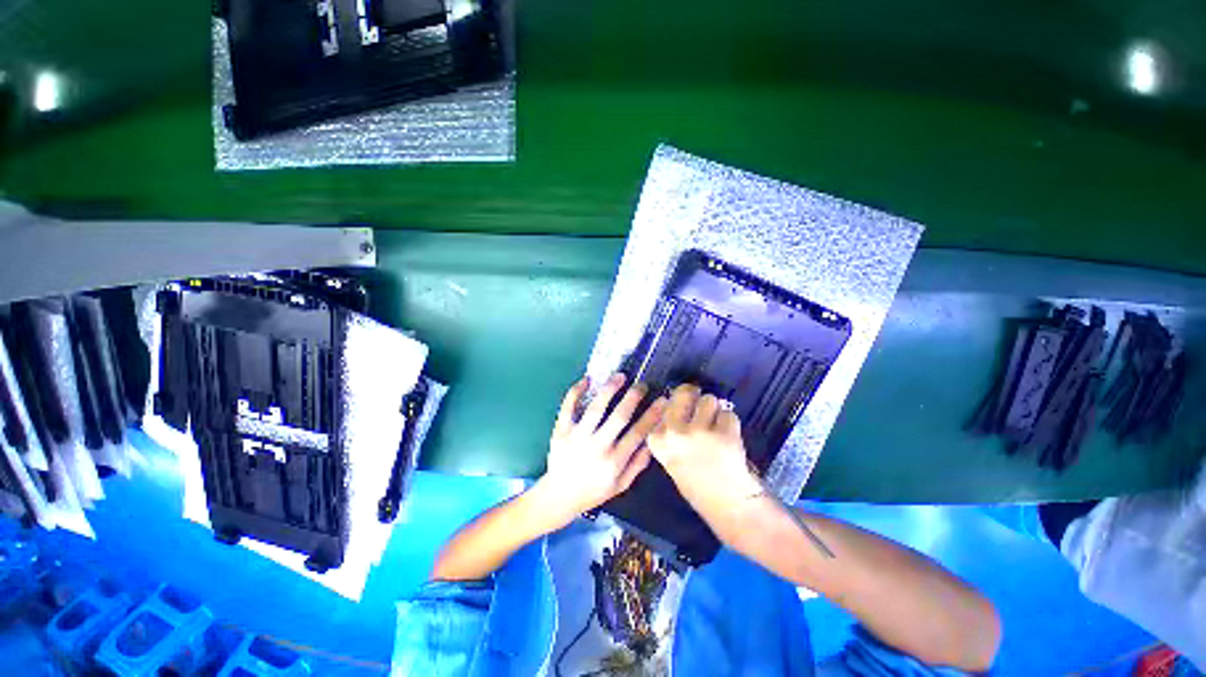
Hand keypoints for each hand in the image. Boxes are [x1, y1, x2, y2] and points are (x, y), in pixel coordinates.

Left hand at [533, 373, 666, 526]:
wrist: (558, 497)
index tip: (662, 399)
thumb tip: (652, 441)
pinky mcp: (561, 431)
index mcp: (614, 461)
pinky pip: (567, 408)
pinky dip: (576, 392)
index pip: (638, 433)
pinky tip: (586, 380)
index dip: (652, 415)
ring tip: (620, 376)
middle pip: (619, 416)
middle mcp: (597, 446)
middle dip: (633, 397)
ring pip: (595, 408)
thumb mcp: (620, 485)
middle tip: (642, 384)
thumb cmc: (593, 491)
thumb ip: (638, 464)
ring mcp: (577, 437)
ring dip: (609, 390)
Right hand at [646, 384, 761, 515]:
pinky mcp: (724, 433)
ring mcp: (700, 432)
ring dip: (715, 410)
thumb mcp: (671, 457)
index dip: (676, 403)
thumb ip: (671, 431)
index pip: (665, 403)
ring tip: (716, 427)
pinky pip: (729, 414)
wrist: (727, 506)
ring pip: (709, 400)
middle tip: (700, 399)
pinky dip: (730, 423)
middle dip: (694, 394)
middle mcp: (675, 431)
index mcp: (658, 439)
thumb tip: (679, 401)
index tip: (682, 408)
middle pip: (684, 393)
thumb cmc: (696, 483)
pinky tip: (729, 439)